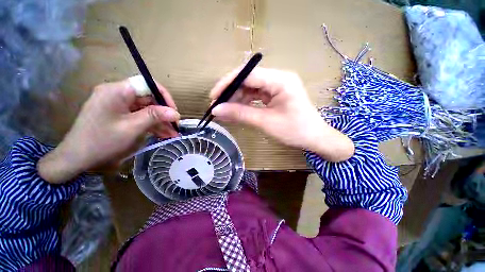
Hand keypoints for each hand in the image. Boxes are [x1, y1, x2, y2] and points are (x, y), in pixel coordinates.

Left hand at [38, 79, 179, 183]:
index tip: (174, 111)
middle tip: (175, 126)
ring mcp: (118, 105)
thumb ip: (155, 116)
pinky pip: (140, 117)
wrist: (76, 159)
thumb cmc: (102, 142)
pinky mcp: (119, 115)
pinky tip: (163, 134)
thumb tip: (176, 113)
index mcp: (117, 91)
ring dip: (160, 121)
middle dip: (164, 113)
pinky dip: (151, 125)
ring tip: (173, 134)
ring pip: (146, 109)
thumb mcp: (132, 128)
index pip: (147, 84)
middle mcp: (118, 94)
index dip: (164, 96)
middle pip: (148, 98)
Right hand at [210, 67, 353, 161]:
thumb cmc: (294, 131)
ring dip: (237, 99)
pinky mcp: (276, 94)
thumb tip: (217, 110)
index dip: (228, 83)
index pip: (248, 74)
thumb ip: (240, 114)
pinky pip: (256, 95)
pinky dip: (245, 103)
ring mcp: (277, 86)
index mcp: (280, 80)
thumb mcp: (265, 122)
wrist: (314, 138)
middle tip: (218, 106)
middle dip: (231, 93)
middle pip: (248, 80)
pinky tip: (237, 111)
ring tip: (225, 111)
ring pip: (250, 88)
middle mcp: (279, 78)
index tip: (214, 96)